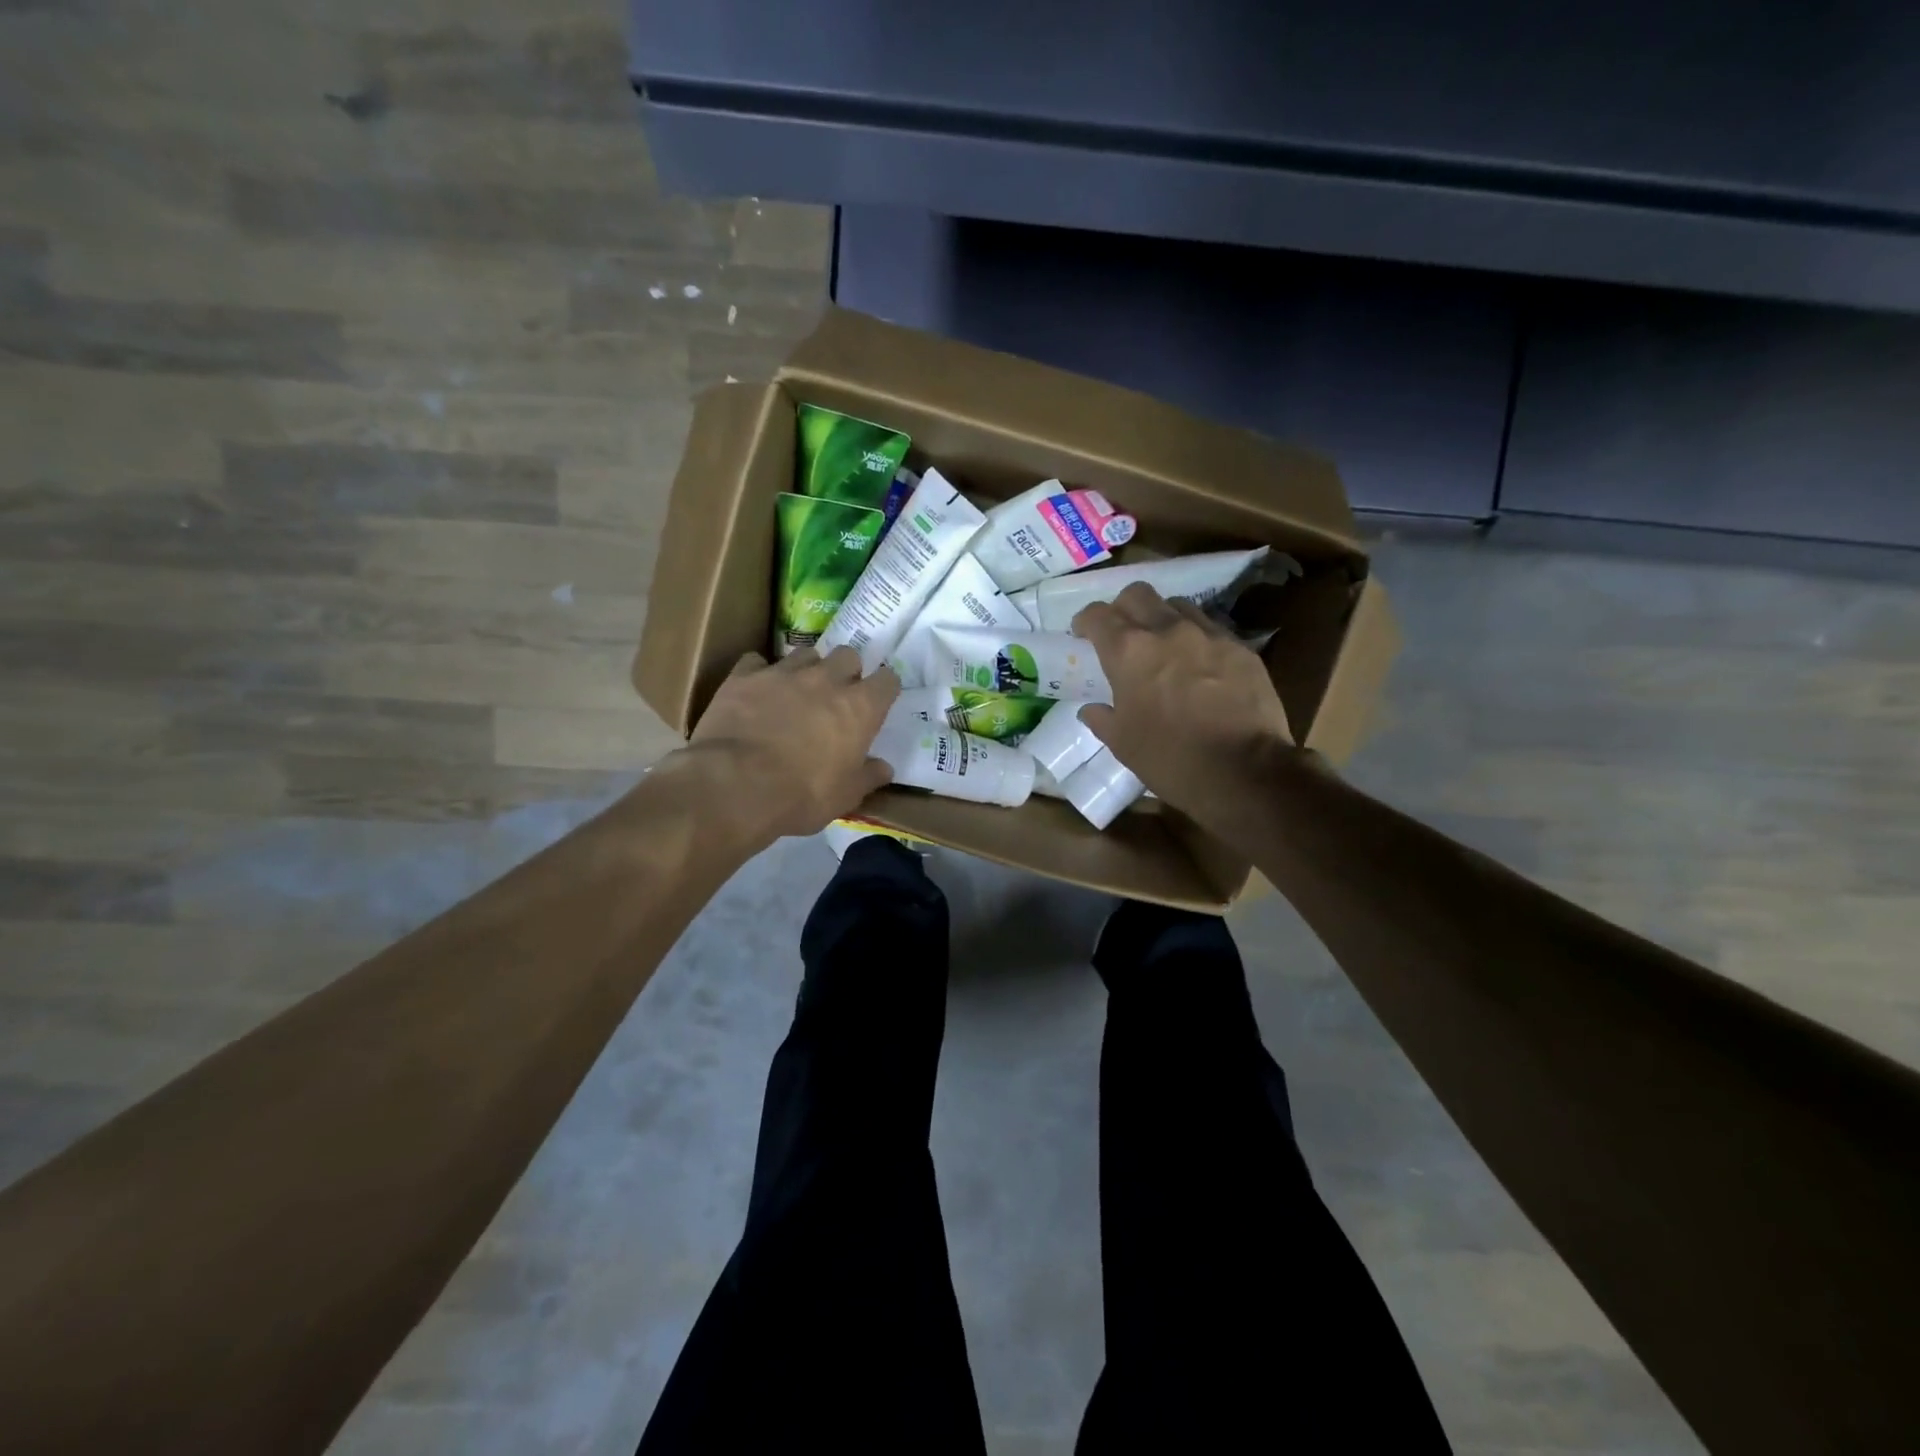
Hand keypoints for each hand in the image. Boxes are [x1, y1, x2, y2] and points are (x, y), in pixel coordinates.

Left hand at [683, 646, 899, 840]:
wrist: (735, 786)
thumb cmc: (802, 796)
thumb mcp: (845, 796)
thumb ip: (868, 777)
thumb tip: (884, 769)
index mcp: (860, 708)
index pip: (887, 680)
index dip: (884, 689)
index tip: (878, 703)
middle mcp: (826, 680)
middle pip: (848, 655)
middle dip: (846, 671)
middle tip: (837, 696)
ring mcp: (783, 673)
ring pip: (805, 654)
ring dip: (807, 669)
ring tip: (797, 691)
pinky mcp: (743, 677)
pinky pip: (756, 662)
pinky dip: (759, 673)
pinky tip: (755, 691)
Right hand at [1072, 583, 1294, 813]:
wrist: (1245, 771)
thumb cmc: (1171, 759)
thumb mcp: (1123, 744)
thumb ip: (1102, 719)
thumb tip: (1092, 709)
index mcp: (1128, 651)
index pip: (1097, 615)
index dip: (1085, 622)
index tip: (1083, 636)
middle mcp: (1166, 630)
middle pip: (1137, 593)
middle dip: (1123, 608)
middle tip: (1122, 634)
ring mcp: (1208, 634)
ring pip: (1176, 604)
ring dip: (1162, 618)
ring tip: (1163, 645)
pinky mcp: (1240, 647)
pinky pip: (1210, 628)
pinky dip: (1195, 637)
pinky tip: (1198, 664)